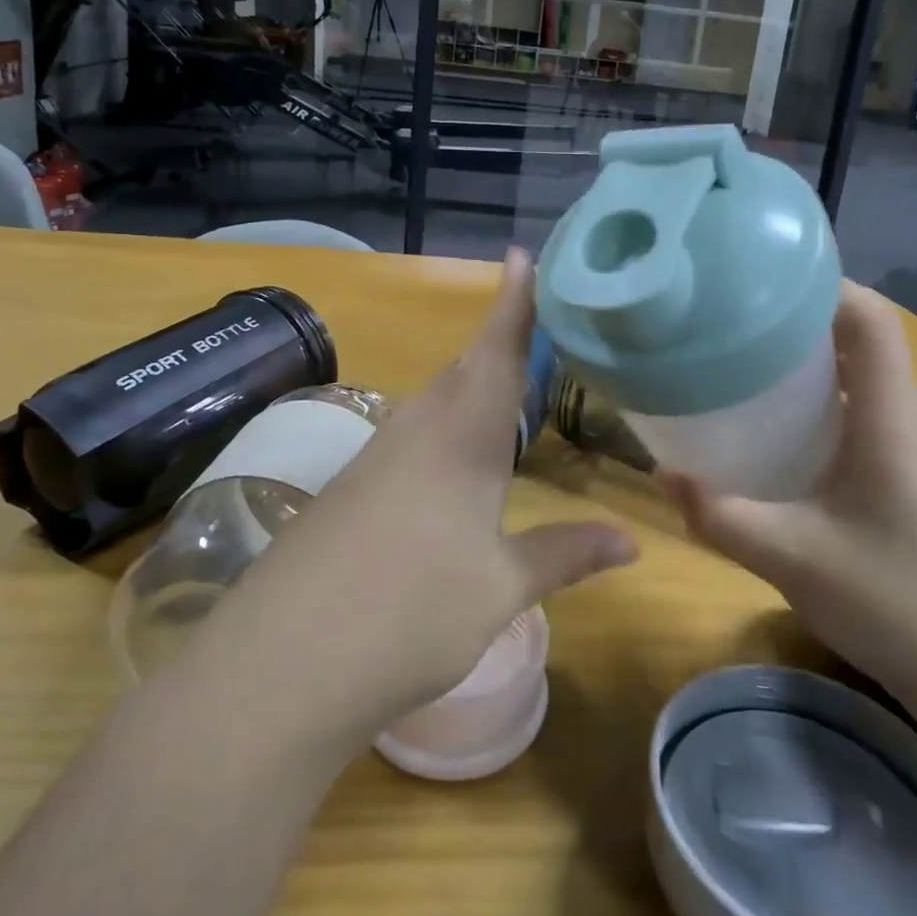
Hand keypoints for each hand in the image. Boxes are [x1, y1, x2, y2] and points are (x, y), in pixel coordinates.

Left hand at [215, 248, 636, 739]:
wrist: (284, 661)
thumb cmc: (411, 613)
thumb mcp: (500, 588)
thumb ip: (565, 554)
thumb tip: (632, 544)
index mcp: (463, 436)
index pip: (497, 351)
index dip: (514, 302)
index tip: (523, 254)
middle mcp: (419, 428)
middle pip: (466, 368)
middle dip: (502, 344)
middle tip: (542, 331)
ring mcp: (378, 454)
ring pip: (437, 400)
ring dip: (473, 386)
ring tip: (511, 389)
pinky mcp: (354, 484)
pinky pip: (413, 434)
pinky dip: (446, 426)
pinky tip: (456, 459)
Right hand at [662, 282, 916, 709]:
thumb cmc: (896, 606)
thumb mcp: (791, 560)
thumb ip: (721, 516)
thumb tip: (661, 475)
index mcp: (888, 422)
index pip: (872, 322)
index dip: (827, 285)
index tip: (767, 280)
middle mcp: (909, 421)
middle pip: (867, 339)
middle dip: (806, 317)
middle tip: (741, 320)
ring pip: (869, 375)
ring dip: (818, 357)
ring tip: (755, 361)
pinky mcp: (916, 476)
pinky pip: (871, 409)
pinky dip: (830, 395)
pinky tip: (790, 428)